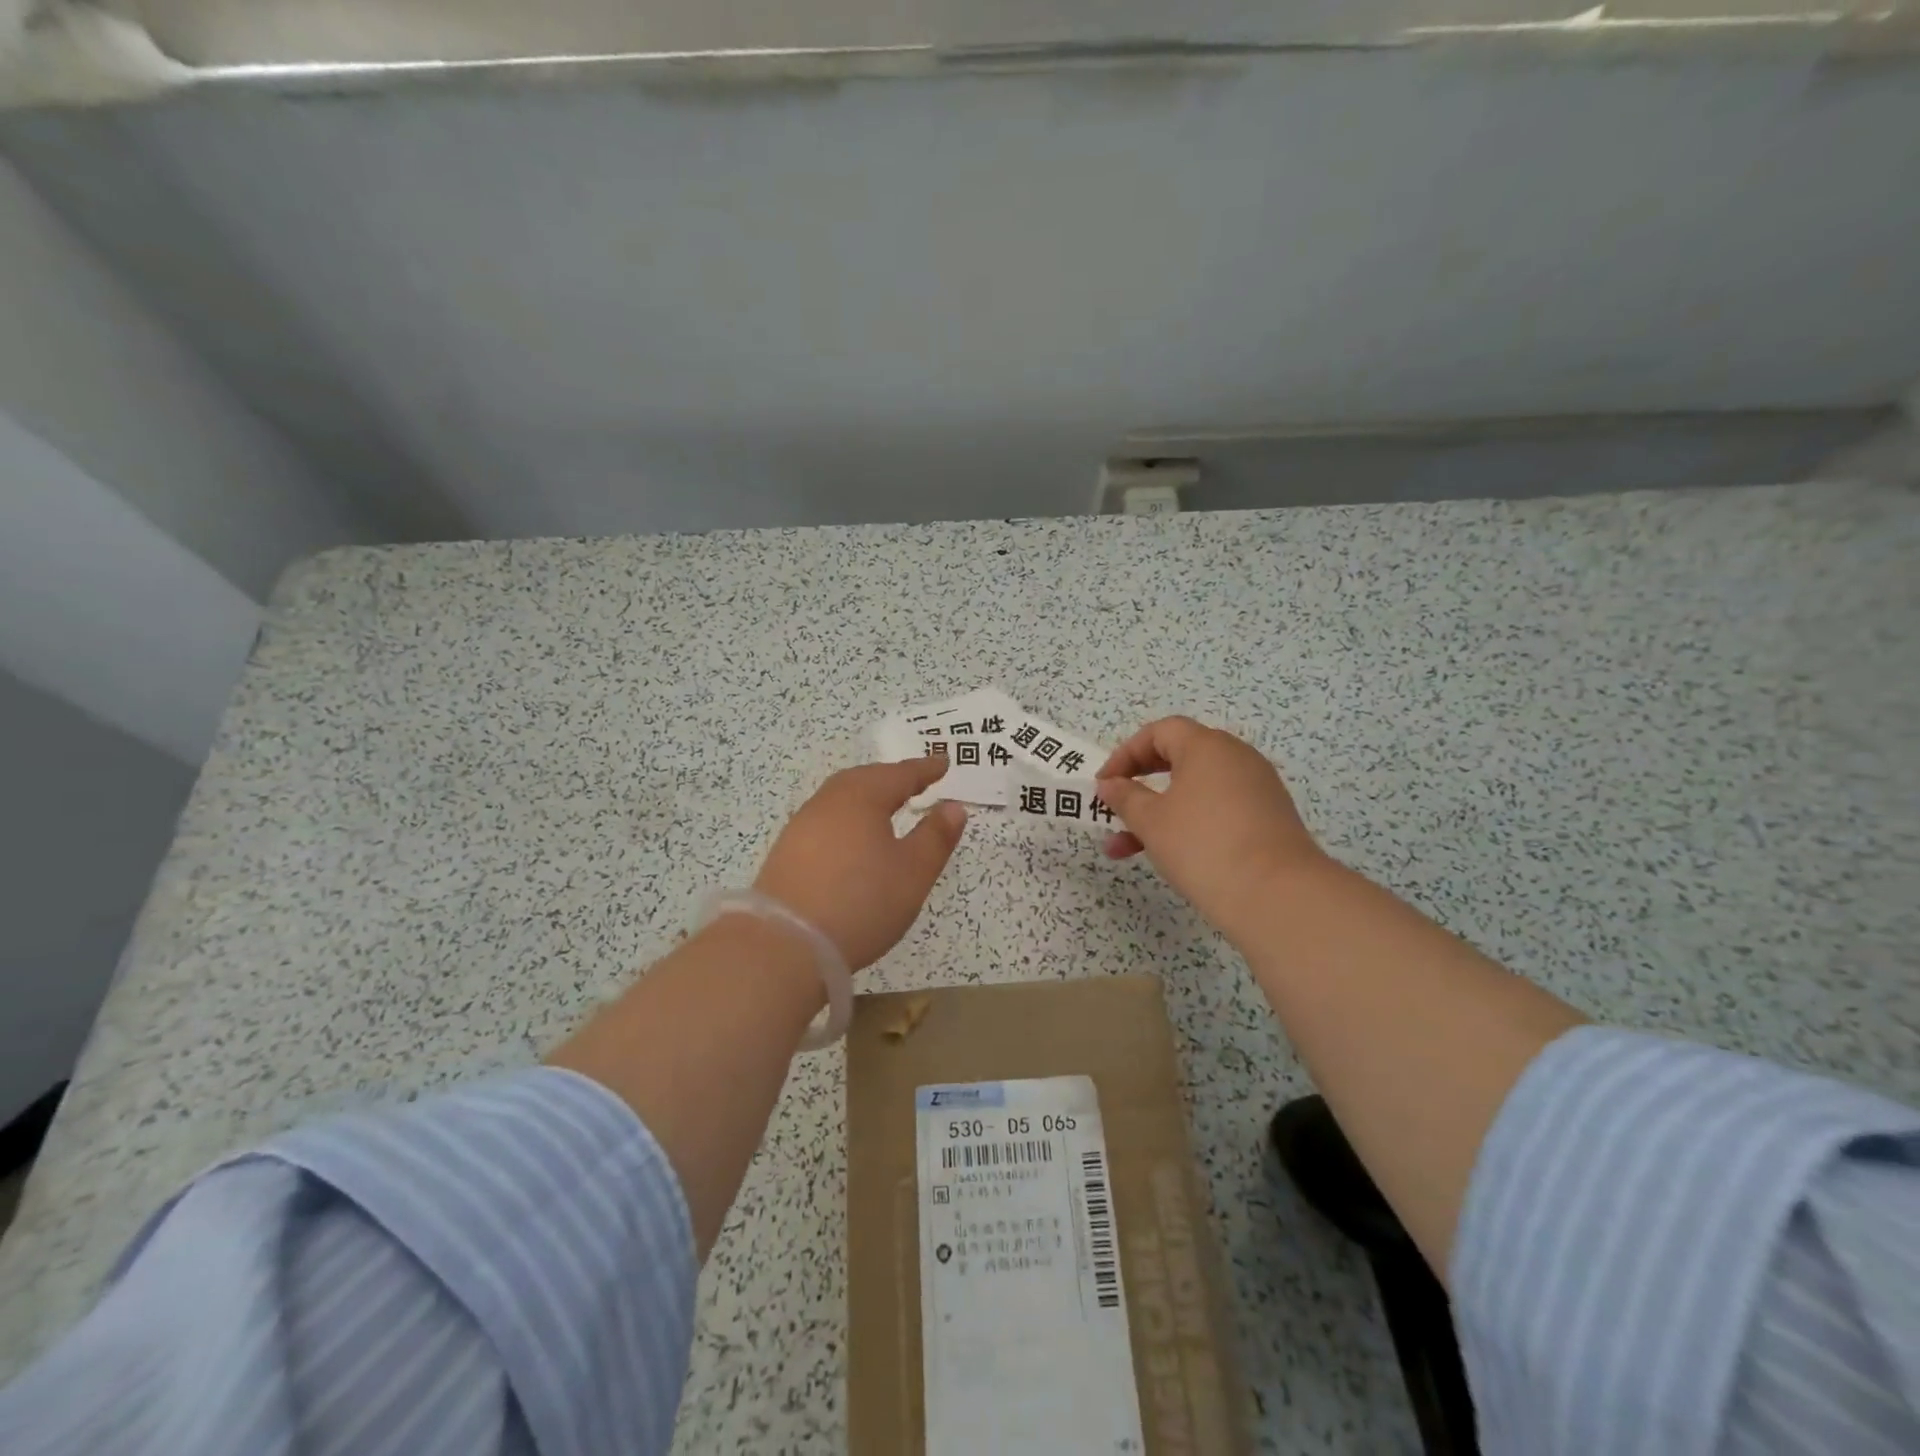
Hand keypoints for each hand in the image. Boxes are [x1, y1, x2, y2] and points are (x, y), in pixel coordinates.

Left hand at [754, 757, 967, 968]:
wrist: (785, 945)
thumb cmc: (861, 902)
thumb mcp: (913, 872)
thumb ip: (936, 836)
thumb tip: (953, 806)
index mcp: (862, 798)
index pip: (900, 774)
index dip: (924, 769)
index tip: (943, 763)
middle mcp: (828, 802)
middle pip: (864, 779)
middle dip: (892, 778)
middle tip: (915, 782)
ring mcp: (802, 827)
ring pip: (841, 798)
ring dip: (867, 797)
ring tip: (886, 808)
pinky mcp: (786, 852)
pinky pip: (825, 820)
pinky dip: (847, 819)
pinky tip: (852, 840)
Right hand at [1096, 717, 1325, 941]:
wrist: (1277, 896)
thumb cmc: (1203, 846)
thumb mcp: (1151, 821)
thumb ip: (1125, 798)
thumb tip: (1110, 784)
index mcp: (1207, 746)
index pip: (1160, 732)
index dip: (1126, 754)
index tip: (1104, 785)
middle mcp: (1236, 758)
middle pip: (1180, 758)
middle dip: (1141, 784)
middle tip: (1116, 808)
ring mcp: (1257, 788)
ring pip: (1196, 791)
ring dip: (1160, 813)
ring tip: (1126, 849)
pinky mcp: (1269, 819)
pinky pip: (1219, 810)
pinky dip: (1190, 823)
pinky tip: (1171, 856)